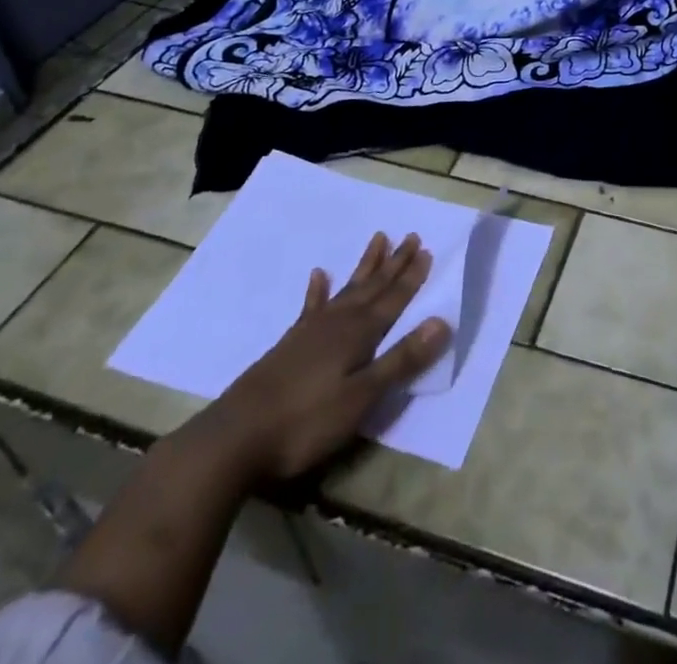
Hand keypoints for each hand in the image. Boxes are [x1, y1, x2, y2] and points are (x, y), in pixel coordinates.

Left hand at [205, 231, 450, 481]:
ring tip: (378, 239)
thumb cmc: (306, 422)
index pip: (394, 299)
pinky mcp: (290, 344)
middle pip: (373, 286)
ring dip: (365, 266)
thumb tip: (442, 321)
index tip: (427, 250)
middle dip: (394, 263)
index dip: (412, 277)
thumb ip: (401, 360)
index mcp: (359, 334)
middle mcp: (338, 322)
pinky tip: (318, 275)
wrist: (234, 439)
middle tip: (411, 236)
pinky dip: (318, 290)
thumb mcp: (362, 398)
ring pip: (347, 289)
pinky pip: (311, 306)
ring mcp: (311, 331)